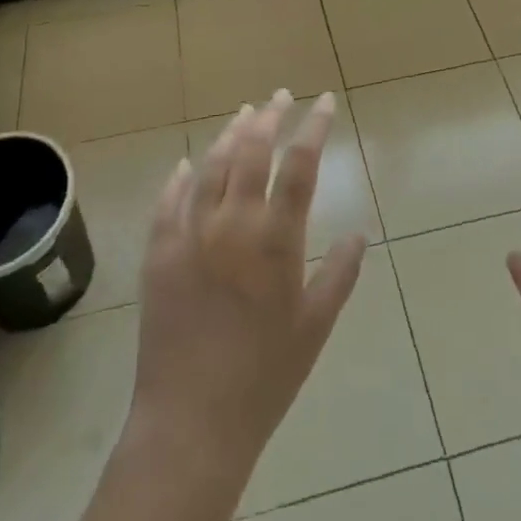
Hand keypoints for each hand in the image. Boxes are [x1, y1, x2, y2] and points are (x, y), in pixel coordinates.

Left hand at [127, 90, 366, 481]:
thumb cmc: (264, 377)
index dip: (314, 126)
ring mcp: (190, 234)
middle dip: (270, 116)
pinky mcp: (159, 253)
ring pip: (211, 166)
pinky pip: (169, 201)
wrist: (192, 423)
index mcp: (275, 239)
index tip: (324, 101)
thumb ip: (340, 274)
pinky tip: (188, 163)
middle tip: (281, 97)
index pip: (300, 164)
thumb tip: (361, 233)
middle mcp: (232, 223)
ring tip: (244, 114)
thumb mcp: (315, 326)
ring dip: (230, 135)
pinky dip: (181, 177)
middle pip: (252, 151)